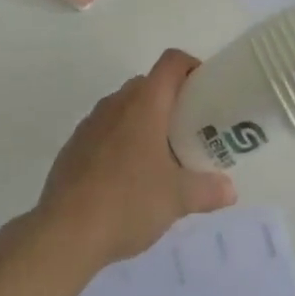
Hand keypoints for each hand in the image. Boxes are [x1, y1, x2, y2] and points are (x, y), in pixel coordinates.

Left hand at [36, 49, 236, 266]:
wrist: (63, 234)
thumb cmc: (128, 202)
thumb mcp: (177, 199)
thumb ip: (208, 190)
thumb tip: (231, 190)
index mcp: (146, 102)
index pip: (172, 62)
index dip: (191, 67)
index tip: (205, 90)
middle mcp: (117, 102)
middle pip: (149, 84)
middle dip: (170, 100)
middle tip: (187, 130)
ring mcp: (91, 122)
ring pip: (124, 107)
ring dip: (142, 121)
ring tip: (157, 158)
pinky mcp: (73, 146)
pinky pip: (104, 131)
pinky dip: (118, 141)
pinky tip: (124, 178)